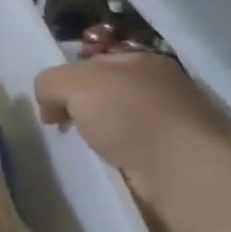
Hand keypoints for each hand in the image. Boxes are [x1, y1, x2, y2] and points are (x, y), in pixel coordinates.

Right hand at [34, 53, 230, 205]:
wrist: (181, 171)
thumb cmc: (130, 114)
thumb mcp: (74, 83)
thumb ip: (50, 83)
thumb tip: (49, 106)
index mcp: (143, 60)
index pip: (94, 63)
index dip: (68, 80)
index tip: (51, 105)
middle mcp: (162, 87)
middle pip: (106, 94)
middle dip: (83, 110)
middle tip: (62, 128)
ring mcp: (172, 124)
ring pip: (120, 126)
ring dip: (100, 138)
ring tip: (82, 152)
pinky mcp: (175, 159)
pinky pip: (133, 154)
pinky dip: (118, 160)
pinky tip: (108, 167)